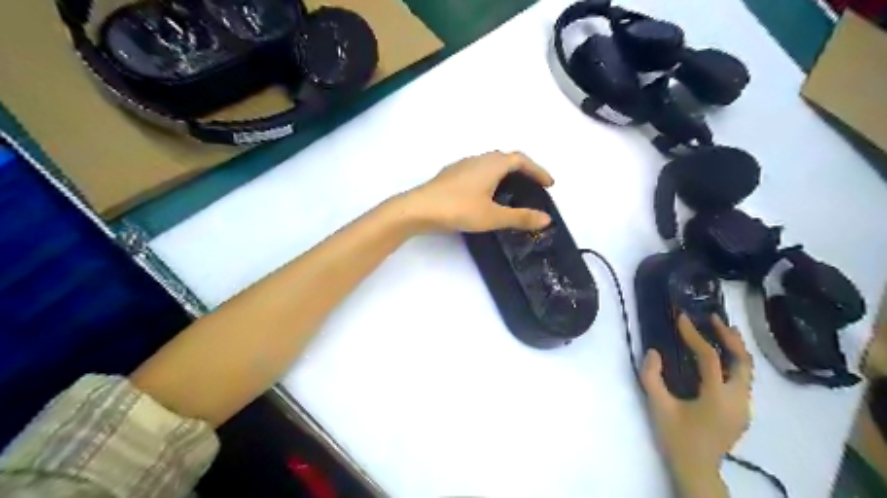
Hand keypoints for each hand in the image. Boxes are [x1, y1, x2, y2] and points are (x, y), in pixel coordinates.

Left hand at [402, 149, 551, 232]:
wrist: (418, 209)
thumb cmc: (458, 209)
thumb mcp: (493, 216)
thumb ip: (520, 217)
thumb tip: (547, 219)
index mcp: (492, 164)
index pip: (521, 160)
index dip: (538, 170)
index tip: (549, 184)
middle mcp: (478, 159)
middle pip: (506, 158)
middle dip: (523, 170)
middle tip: (533, 186)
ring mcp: (462, 165)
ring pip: (490, 163)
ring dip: (505, 173)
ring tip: (512, 190)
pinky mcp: (451, 174)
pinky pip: (478, 170)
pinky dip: (490, 178)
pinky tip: (485, 193)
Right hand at [643, 315, 751, 497]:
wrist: (697, 469)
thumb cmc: (677, 438)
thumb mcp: (658, 406)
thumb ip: (652, 376)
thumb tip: (654, 352)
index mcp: (717, 397)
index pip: (709, 357)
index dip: (695, 335)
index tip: (682, 318)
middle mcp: (738, 399)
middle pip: (742, 360)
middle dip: (729, 336)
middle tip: (714, 318)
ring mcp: (744, 407)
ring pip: (747, 370)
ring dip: (735, 348)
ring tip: (723, 330)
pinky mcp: (742, 411)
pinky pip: (743, 380)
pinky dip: (734, 362)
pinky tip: (721, 357)